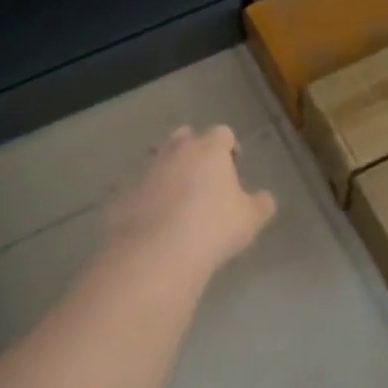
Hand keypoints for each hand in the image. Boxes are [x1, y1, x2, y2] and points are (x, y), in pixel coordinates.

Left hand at [105, 125, 276, 278]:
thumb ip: (261, 204)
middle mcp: (175, 151)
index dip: (230, 147)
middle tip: (205, 178)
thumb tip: (263, 198)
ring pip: (159, 160)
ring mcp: (146, 171)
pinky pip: (140, 189)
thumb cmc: (213, 228)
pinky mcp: (124, 194)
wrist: (156, 254)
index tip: (234, 166)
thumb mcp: (250, 219)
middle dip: (195, 151)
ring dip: (170, 173)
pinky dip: (149, 198)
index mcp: (209, 150)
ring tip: (180, 202)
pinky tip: (156, 222)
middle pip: (185, 137)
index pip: (222, 133)